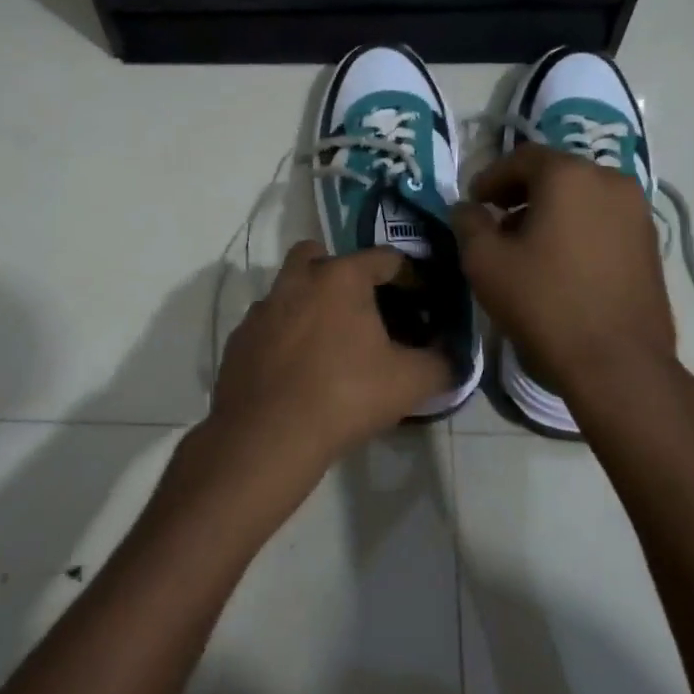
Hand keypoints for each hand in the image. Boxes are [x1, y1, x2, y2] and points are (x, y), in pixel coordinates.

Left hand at [203, 242, 451, 498]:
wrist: (267, 437)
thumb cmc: (344, 397)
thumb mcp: (409, 383)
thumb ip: (442, 363)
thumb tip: (454, 357)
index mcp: (341, 278)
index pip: (384, 257)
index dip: (409, 276)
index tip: (421, 300)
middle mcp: (297, 280)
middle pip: (320, 255)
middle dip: (342, 273)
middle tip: (362, 308)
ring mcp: (262, 308)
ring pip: (289, 288)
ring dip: (308, 302)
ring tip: (329, 341)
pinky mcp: (239, 338)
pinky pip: (268, 323)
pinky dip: (284, 334)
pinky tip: (296, 367)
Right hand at [453, 144, 679, 402]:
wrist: (619, 364)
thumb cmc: (545, 304)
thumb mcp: (485, 262)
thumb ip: (468, 224)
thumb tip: (467, 208)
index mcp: (569, 175)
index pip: (521, 157)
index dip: (491, 177)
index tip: (473, 203)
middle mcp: (610, 180)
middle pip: (555, 173)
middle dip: (521, 193)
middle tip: (496, 221)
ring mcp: (637, 212)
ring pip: (582, 196)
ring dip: (550, 210)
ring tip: (526, 245)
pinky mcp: (650, 243)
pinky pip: (603, 219)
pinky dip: (577, 227)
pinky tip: (560, 262)